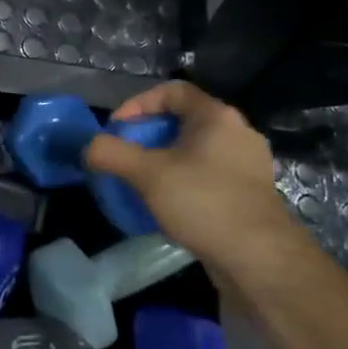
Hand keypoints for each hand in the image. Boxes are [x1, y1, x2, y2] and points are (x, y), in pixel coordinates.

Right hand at [83, 80, 294, 268]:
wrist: (259, 258)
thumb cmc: (203, 202)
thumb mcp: (147, 174)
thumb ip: (111, 153)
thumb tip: (88, 146)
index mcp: (217, 116)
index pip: (172, 91)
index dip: (138, 103)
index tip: (117, 128)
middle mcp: (238, 132)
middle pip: (184, 120)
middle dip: (149, 135)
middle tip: (126, 156)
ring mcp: (248, 164)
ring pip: (197, 150)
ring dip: (166, 160)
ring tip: (143, 181)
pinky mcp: (251, 194)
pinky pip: (210, 175)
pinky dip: (185, 181)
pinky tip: (170, 205)